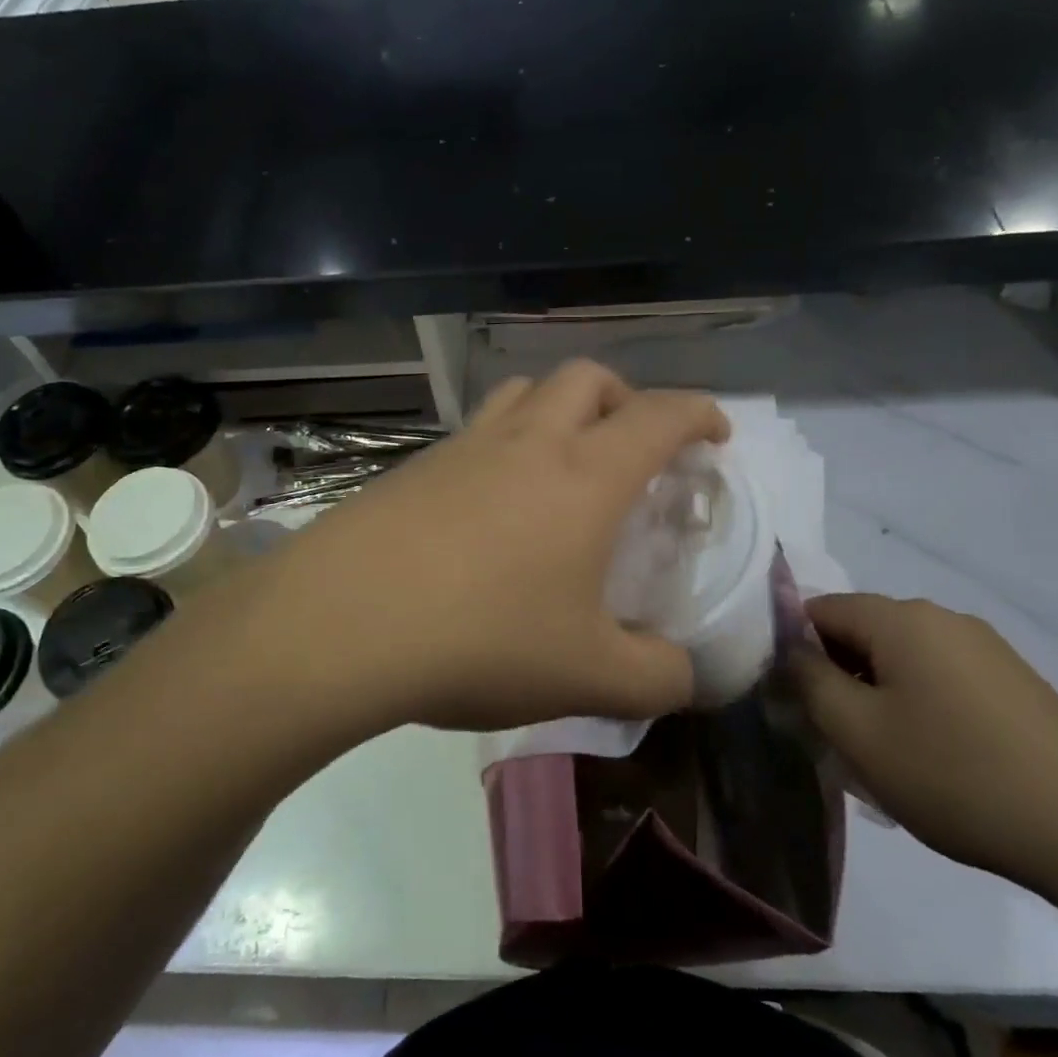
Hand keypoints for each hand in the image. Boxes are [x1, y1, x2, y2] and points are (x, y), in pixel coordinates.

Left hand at [258, 361, 729, 732]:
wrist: (342, 624)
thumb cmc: (482, 639)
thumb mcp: (587, 676)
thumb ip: (655, 678)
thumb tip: (684, 676)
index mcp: (585, 474)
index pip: (660, 416)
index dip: (699, 415)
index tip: (715, 436)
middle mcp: (527, 441)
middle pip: (586, 378)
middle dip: (624, 398)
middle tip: (632, 447)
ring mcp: (462, 447)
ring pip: (523, 392)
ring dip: (557, 408)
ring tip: (562, 462)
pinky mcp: (412, 467)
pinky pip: (472, 432)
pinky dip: (501, 444)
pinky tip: (489, 506)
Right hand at [790, 594, 1057, 892]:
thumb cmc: (956, 776)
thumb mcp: (857, 733)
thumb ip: (808, 680)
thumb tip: (790, 650)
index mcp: (902, 619)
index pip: (819, 609)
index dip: (794, 650)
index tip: (795, 701)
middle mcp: (943, 618)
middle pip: (861, 631)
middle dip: (837, 675)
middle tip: (836, 736)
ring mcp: (986, 648)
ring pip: (901, 657)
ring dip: (877, 694)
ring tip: (886, 755)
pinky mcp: (1015, 681)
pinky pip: (942, 676)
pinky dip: (919, 704)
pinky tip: (935, 758)